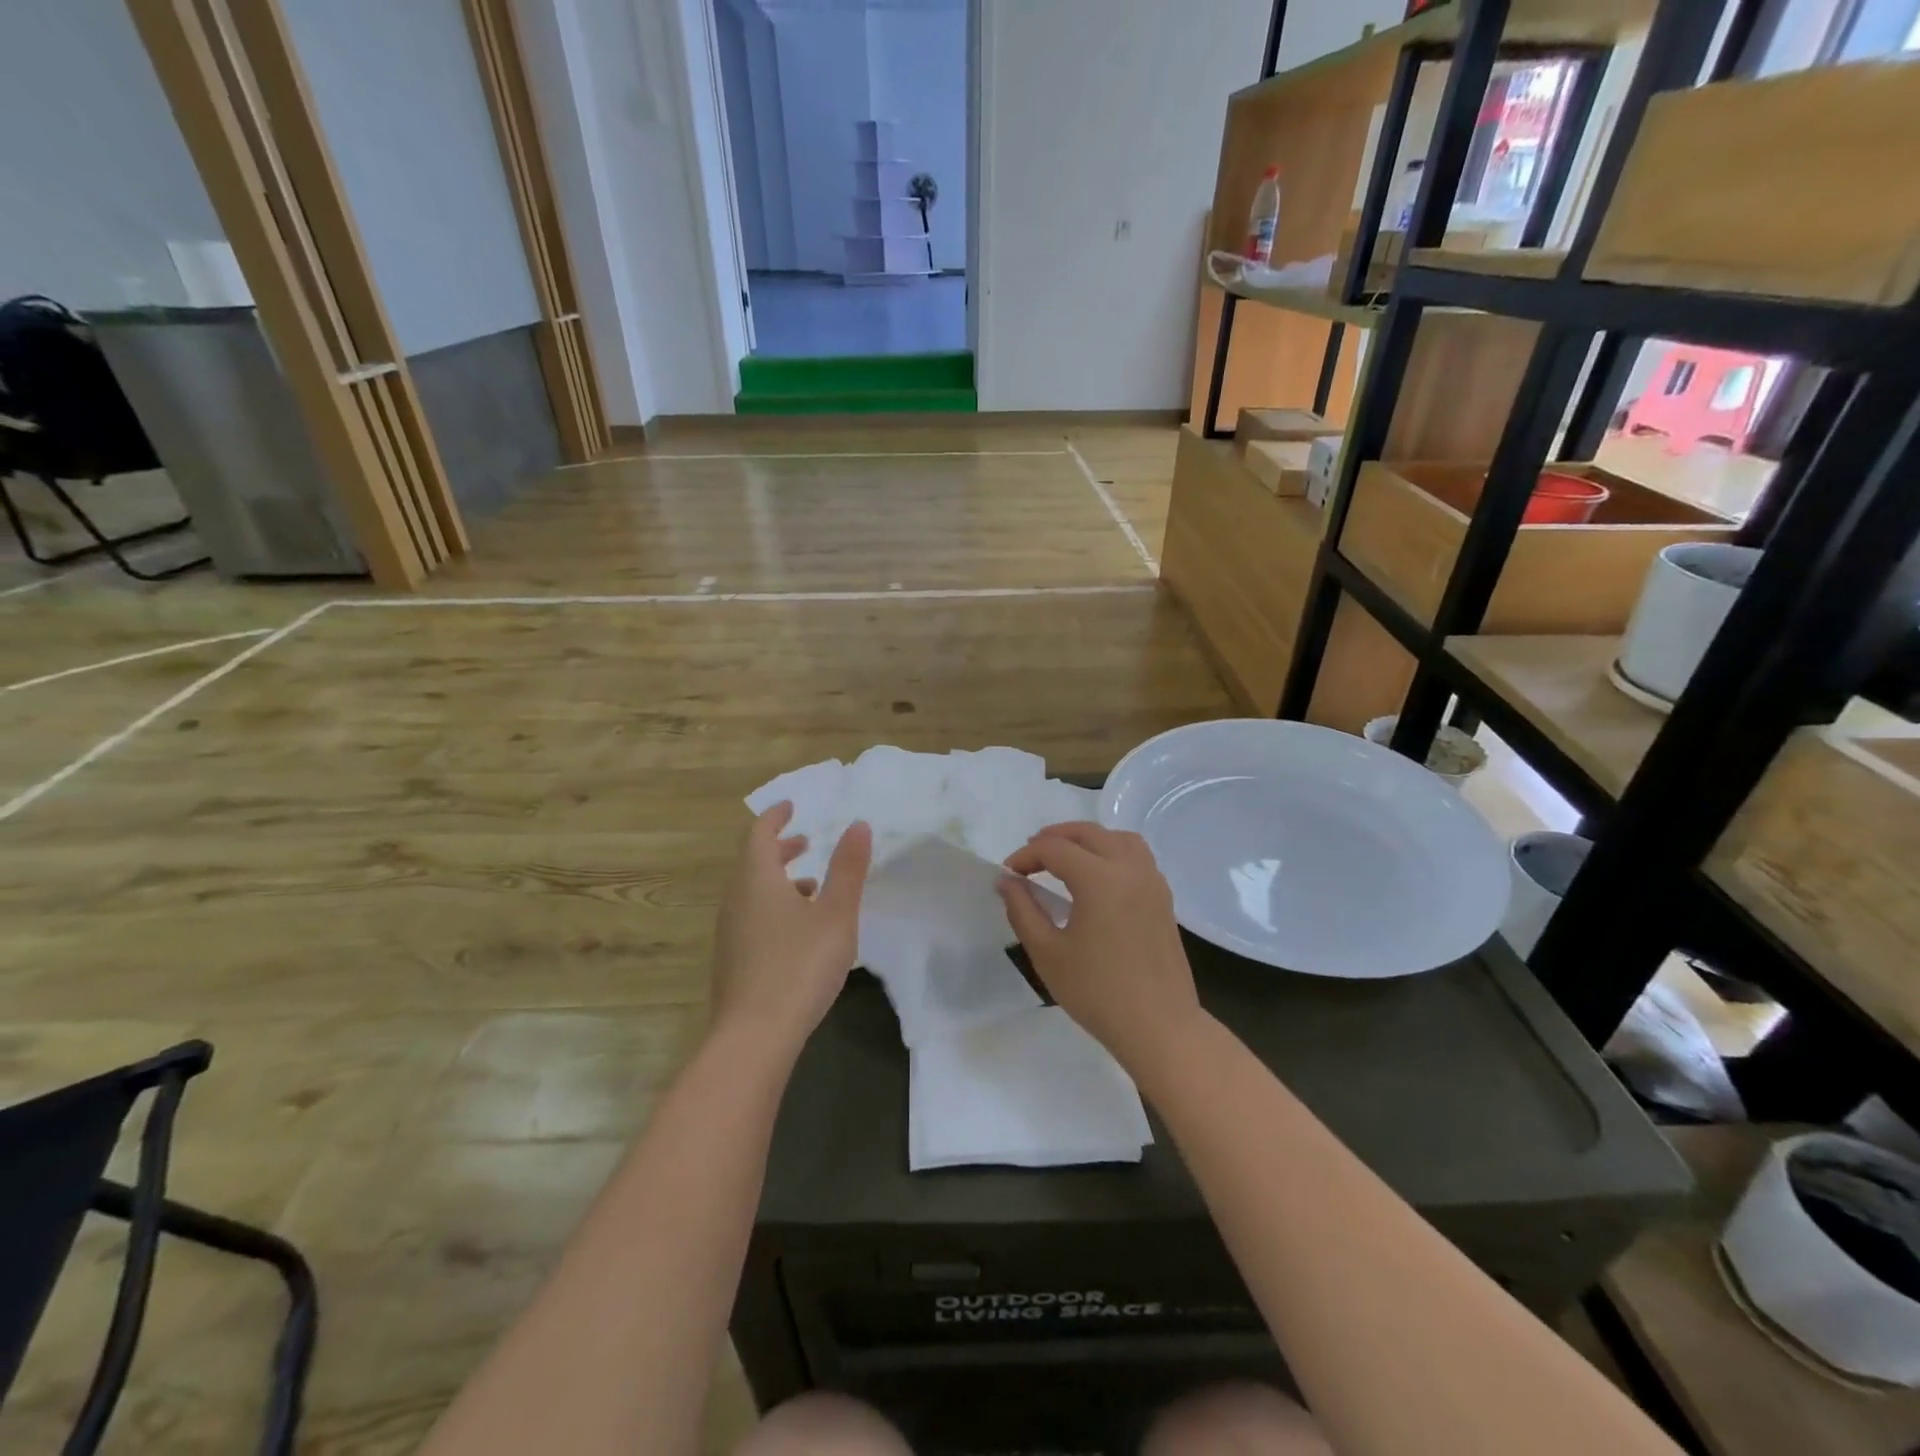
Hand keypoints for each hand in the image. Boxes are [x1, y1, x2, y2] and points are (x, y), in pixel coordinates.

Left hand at [710, 802, 871, 1055]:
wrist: (754, 1036)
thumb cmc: (799, 965)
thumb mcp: (836, 914)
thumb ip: (848, 868)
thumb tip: (858, 825)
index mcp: (756, 879)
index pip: (759, 834)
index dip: (775, 817)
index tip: (791, 806)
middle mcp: (736, 900)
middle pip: (753, 862)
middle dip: (779, 848)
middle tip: (805, 842)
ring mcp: (730, 933)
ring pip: (752, 892)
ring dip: (779, 880)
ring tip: (812, 886)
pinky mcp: (732, 961)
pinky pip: (752, 917)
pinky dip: (774, 907)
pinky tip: (799, 931)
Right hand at [997, 823, 1203, 1072]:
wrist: (1159, 1026)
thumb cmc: (1097, 992)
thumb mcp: (1047, 953)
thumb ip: (1022, 910)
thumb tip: (1006, 881)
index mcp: (1099, 879)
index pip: (1055, 849)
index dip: (1026, 855)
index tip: (1008, 873)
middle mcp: (1129, 868)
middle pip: (1088, 833)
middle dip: (1055, 837)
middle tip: (1030, 856)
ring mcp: (1152, 881)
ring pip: (1118, 838)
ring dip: (1087, 839)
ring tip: (1065, 857)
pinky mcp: (1163, 898)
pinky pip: (1136, 856)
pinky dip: (1112, 851)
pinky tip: (1098, 877)